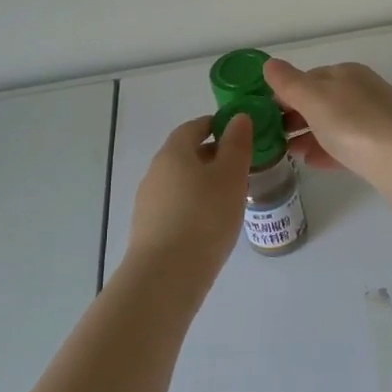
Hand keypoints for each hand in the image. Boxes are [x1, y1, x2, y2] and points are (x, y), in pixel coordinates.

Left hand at [125, 114, 253, 278]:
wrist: (167, 274)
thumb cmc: (204, 216)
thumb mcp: (231, 176)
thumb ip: (237, 144)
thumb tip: (238, 118)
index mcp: (174, 153)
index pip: (193, 127)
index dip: (215, 125)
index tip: (238, 132)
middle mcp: (156, 172)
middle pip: (185, 154)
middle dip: (212, 155)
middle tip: (241, 166)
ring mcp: (149, 202)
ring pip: (181, 182)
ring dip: (204, 182)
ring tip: (231, 197)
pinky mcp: (149, 228)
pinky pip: (177, 206)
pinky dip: (195, 205)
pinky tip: (212, 222)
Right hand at [262, 59, 391, 181]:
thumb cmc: (353, 124)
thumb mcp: (314, 98)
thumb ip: (289, 82)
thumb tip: (270, 64)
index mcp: (347, 73)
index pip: (309, 77)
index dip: (285, 94)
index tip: (264, 114)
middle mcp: (363, 91)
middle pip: (321, 101)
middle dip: (296, 117)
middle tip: (273, 136)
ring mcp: (375, 119)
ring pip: (334, 124)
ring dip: (310, 135)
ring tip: (288, 153)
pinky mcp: (382, 147)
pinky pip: (348, 145)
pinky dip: (328, 151)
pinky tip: (313, 163)